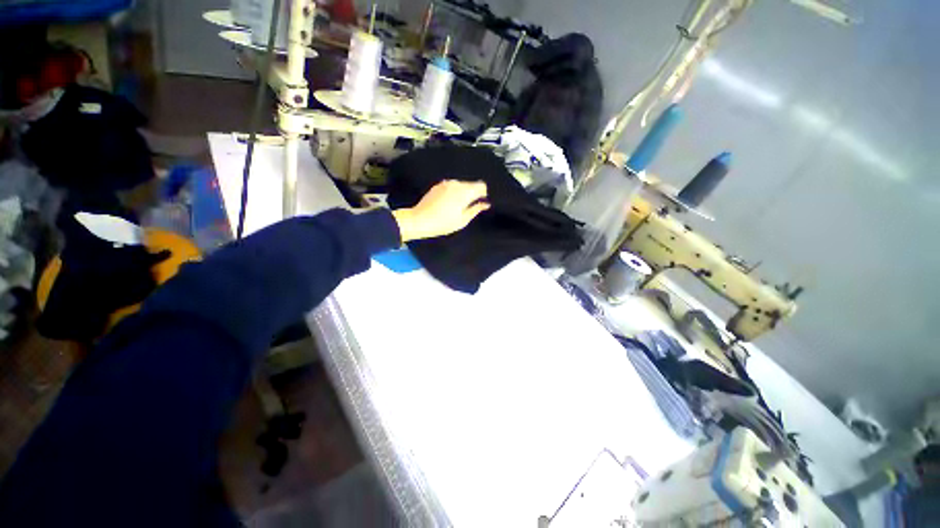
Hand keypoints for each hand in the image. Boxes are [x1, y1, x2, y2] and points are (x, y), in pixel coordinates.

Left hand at [392, 180, 489, 241]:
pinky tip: (448, 204)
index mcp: (465, 192)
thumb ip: (476, 209)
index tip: (481, 202)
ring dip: (463, 193)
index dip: (483, 194)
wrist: (419, 220)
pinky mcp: (438, 185)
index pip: (481, 185)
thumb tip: (486, 204)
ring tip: (457, 207)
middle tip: (469, 207)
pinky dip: (454, 192)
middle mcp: (456, 184)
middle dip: (473, 193)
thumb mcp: (462, 220)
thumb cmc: (443, 223)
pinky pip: (452, 186)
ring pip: (461, 185)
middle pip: (471, 184)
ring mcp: (446, 183)